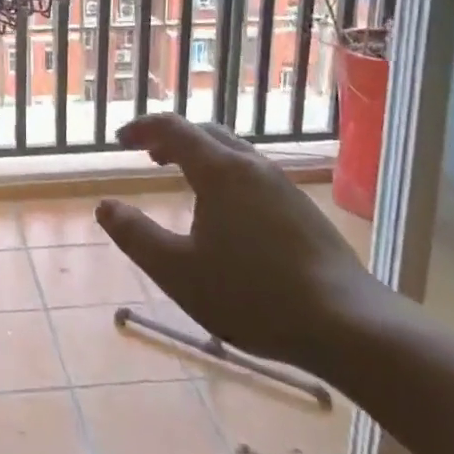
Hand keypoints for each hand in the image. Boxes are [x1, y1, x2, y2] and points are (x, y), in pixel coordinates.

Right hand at [97, 113, 376, 368]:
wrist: (349, 325)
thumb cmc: (253, 295)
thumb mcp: (178, 271)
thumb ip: (136, 236)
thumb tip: (104, 206)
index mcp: (219, 171)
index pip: (173, 128)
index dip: (142, 128)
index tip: (119, 141)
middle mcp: (252, 166)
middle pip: (206, 133)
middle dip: (172, 138)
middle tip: (148, 156)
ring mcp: (282, 186)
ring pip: (233, 153)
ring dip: (201, 155)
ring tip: (183, 178)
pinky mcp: (302, 210)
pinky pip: (252, 174)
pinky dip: (225, 174)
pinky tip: (226, 211)